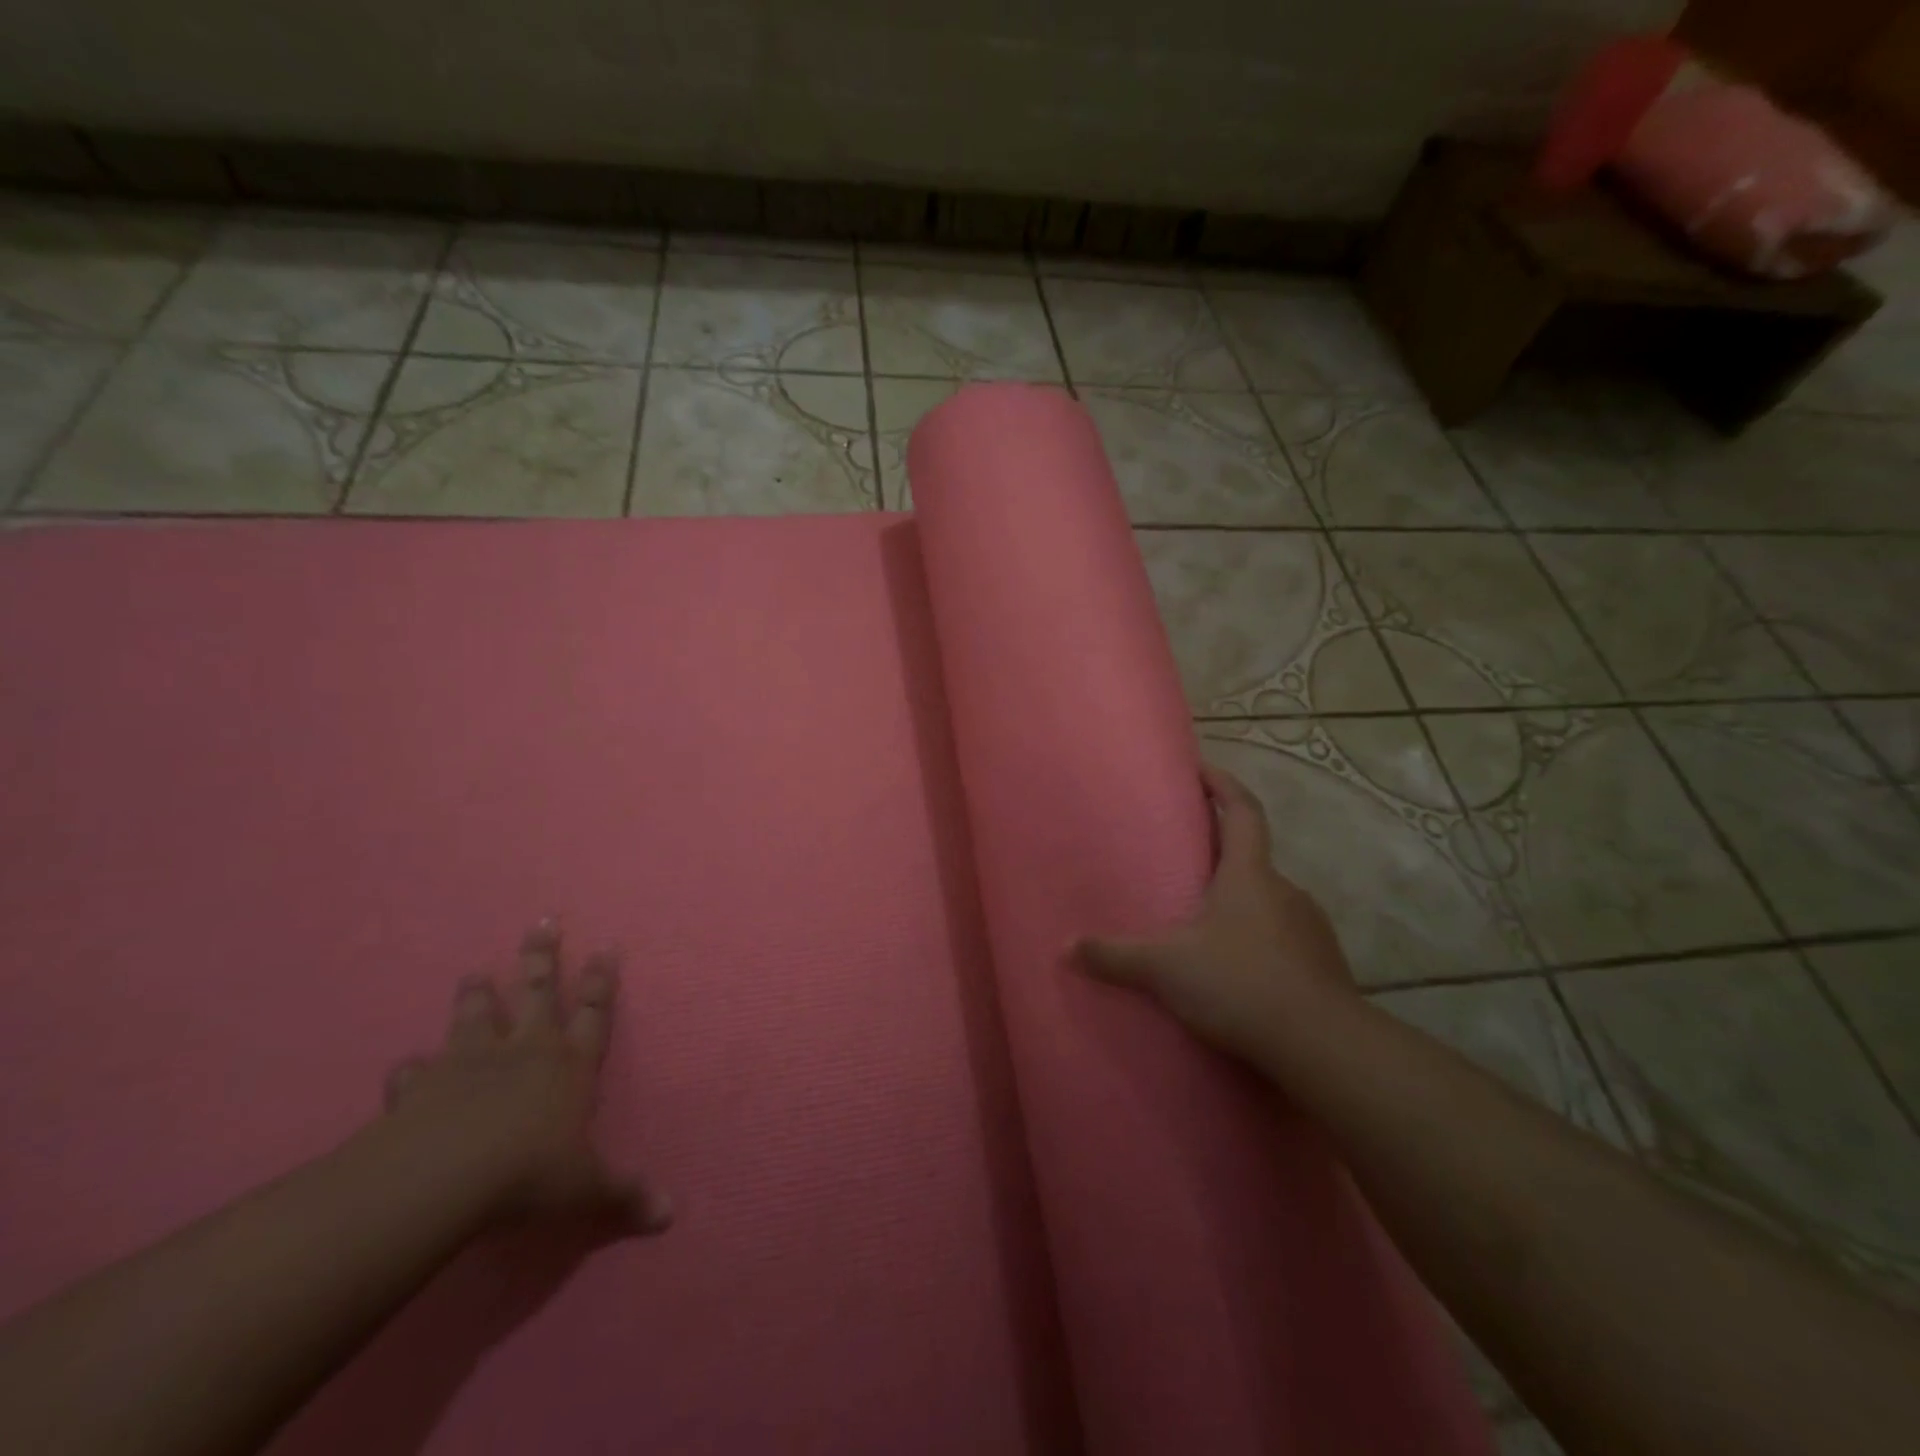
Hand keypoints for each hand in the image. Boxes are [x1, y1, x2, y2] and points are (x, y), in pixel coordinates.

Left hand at [383, 920, 670, 1235]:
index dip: (601, 980)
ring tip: (472, 972)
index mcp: (570, 1065)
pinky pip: (414, 1072)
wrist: (445, 1179)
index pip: (594, 1012)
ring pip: (476, 1017)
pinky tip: (404, 1067)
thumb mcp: (587, 1190)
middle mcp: (525, 1051)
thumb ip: (625, 1196)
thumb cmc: (530, 1175)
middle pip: (537, 993)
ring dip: (476, 995)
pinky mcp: (422, 1086)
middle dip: (542, 957)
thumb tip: (671, 1214)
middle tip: (542, 922)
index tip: (605, 947)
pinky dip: (410, 1070)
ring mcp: (471, 1063)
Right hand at [1076, 765, 1358, 1067]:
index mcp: (1249, 875)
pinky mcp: (1323, 967)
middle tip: (1185, 861)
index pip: (1242, 811)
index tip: (1201, 769)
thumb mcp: (1166, 968)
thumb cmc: (1240, 983)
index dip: (1223, 785)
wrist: (1323, 1046)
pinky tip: (1236, 969)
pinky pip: (1283, 939)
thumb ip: (1115, 956)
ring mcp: (1310, 929)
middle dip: (1221, 854)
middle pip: (1253, 858)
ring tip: (1205, 923)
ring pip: (1268, 902)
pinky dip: (1258, 941)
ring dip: (1240, 903)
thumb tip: (1065, 948)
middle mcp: (1286, 891)